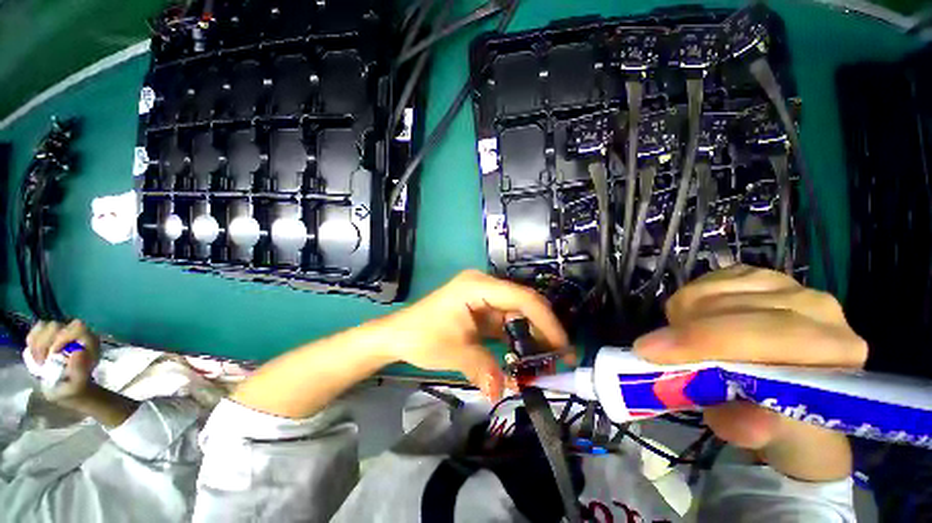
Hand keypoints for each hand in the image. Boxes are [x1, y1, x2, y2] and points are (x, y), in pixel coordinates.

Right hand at [26, 320, 100, 402]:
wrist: (68, 390)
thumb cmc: (74, 388)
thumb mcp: (77, 385)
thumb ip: (79, 370)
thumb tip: (78, 351)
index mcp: (89, 343)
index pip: (77, 328)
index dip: (62, 338)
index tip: (52, 355)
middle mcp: (77, 335)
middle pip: (57, 325)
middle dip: (45, 343)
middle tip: (42, 362)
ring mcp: (62, 333)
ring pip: (44, 326)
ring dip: (37, 344)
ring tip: (39, 361)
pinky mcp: (49, 336)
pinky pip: (36, 330)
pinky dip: (32, 342)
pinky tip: (34, 356)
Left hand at [379, 270, 569, 400]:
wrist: (397, 335)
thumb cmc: (422, 336)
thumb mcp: (454, 352)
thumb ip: (483, 369)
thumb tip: (503, 392)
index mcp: (478, 286)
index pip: (522, 298)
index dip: (546, 321)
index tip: (562, 346)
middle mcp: (484, 286)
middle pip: (523, 304)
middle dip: (543, 330)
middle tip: (560, 357)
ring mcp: (483, 298)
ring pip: (517, 314)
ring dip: (531, 336)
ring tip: (547, 361)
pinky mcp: (481, 310)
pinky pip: (506, 323)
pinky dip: (517, 339)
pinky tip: (526, 357)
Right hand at [633, 265, 866, 480]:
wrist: (793, 390)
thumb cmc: (781, 417)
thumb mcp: (765, 434)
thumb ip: (753, 429)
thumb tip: (741, 421)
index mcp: (836, 348)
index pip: (763, 333)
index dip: (702, 340)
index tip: (650, 351)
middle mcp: (817, 306)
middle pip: (732, 306)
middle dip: (684, 328)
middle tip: (651, 349)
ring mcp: (787, 283)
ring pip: (712, 290)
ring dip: (683, 316)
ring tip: (682, 343)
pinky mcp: (758, 274)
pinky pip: (706, 280)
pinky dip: (689, 302)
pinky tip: (696, 322)